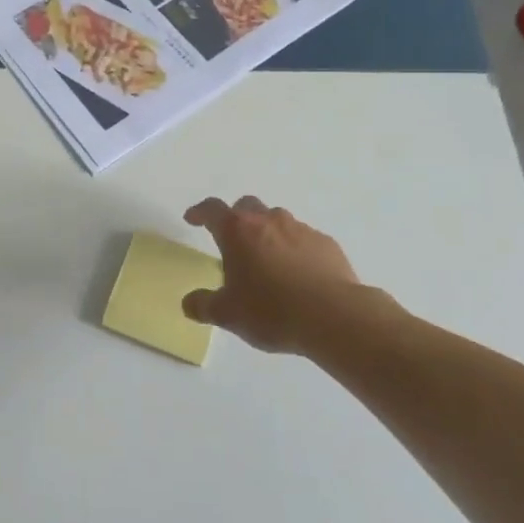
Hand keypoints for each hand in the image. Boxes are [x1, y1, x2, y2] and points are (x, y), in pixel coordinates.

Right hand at [181, 196, 402, 354]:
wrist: (334, 316)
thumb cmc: (272, 311)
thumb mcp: (228, 315)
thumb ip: (204, 306)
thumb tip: (188, 303)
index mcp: (237, 231)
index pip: (212, 210)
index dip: (200, 212)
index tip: (192, 219)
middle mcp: (267, 221)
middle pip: (246, 206)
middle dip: (236, 217)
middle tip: (232, 240)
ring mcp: (300, 229)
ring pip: (277, 220)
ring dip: (268, 232)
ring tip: (267, 259)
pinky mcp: (326, 243)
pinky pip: (304, 239)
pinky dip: (295, 249)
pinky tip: (299, 274)